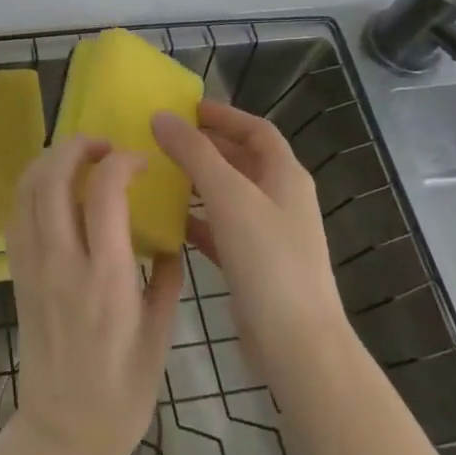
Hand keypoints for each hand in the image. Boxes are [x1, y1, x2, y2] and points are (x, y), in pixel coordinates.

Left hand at [4, 136, 182, 454]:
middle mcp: (63, 263)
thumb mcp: (160, 336)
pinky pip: (16, 216)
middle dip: (77, 147)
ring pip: (27, 191)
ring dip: (49, 160)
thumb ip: (164, 277)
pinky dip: (31, 187)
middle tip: (102, 145)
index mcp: (106, 278)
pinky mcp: (17, 275)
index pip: (105, 192)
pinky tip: (52, 187)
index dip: (121, 162)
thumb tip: (169, 234)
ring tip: (76, 156)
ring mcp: (33, 267)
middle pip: (54, 179)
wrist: (64, 433)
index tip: (140, 162)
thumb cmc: (122, 392)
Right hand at [152, 101, 347, 390]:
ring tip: (158, 174)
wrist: (298, 346)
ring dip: (197, 183)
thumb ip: (194, 153)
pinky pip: (221, 230)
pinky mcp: (254, 265)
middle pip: (241, 159)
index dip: (223, 115)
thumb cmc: (268, 260)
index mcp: (285, 175)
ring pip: (229, 195)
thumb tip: (161, 116)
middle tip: (162, 139)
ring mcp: (269, 234)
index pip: (256, 129)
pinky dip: (197, 221)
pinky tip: (168, 222)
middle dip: (204, 147)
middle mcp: (281, 199)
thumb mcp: (228, 197)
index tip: (185, 108)